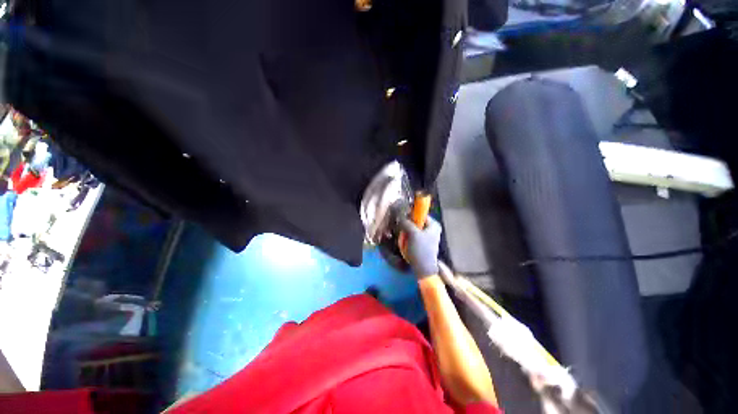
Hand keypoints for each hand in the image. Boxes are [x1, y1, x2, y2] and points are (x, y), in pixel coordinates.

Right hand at [399, 216, 441, 278]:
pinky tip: (406, 243)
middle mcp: (433, 229)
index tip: (403, 219)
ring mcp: (428, 237)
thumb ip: (407, 223)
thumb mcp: (413, 234)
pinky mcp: (423, 243)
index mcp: (434, 225)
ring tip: (404, 238)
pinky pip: (414, 236)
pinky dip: (409, 238)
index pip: (420, 214)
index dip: (411, 215)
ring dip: (407, 232)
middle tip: (403, 230)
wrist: (423, 268)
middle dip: (408, 225)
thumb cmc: (420, 250)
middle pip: (417, 222)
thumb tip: (401, 217)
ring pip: (414, 229)